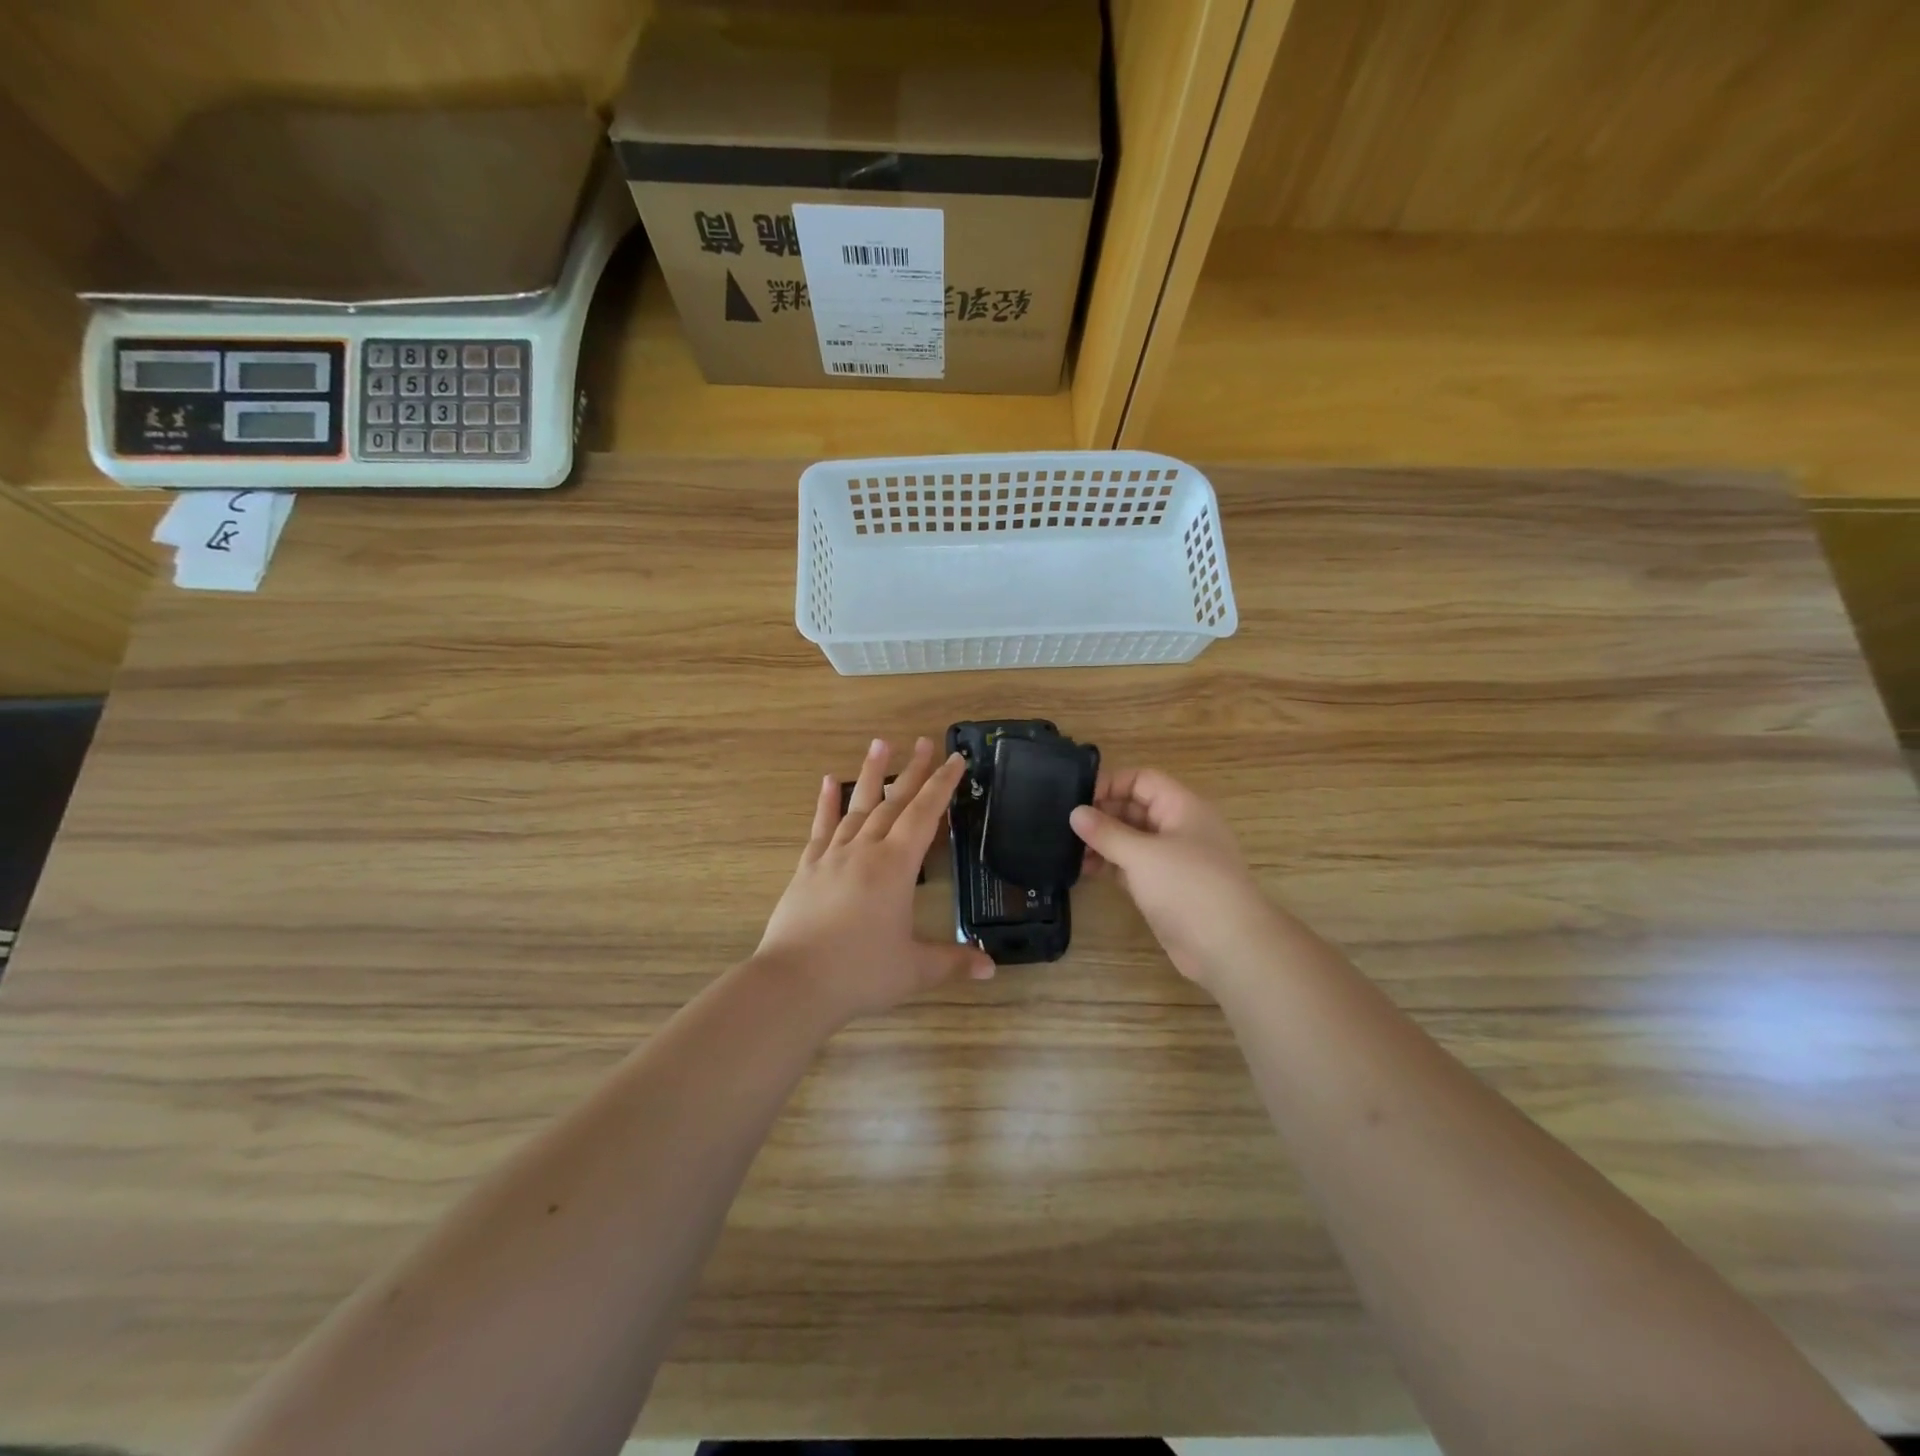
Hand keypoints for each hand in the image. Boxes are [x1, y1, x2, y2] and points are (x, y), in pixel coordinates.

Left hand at [757, 737, 994, 1023]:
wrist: (794, 983)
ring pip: (857, 807)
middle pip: (893, 802)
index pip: (925, 815)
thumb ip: (953, 962)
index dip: (943, 785)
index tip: (955, 758)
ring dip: (871, 775)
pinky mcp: (807, 869)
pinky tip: (829, 781)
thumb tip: (992, 970)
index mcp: (895, 867)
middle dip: (913, 771)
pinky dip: (826, 804)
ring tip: (880, 743)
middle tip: (924, 742)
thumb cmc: (860, 973)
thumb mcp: (914, 970)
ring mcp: (832, 857)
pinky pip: (821, 828)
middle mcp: (865, 851)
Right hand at [1070, 767, 1285, 989]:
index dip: (1110, 784)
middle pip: (1135, 808)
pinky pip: (1132, 866)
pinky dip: (1110, 865)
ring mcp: (1172, 859)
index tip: (1076, 799)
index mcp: (1182, 807)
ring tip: (1069, 852)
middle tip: (1064, 826)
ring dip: (1102, 842)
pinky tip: (1084, 870)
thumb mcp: (1142, 855)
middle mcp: (1178, 827)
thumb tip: (1075, 812)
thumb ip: (1106, 832)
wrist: (1230, 948)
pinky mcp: (1165, 887)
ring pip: (1131, 839)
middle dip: (1102, 814)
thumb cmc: (1189, 888)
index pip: (1142, 780)